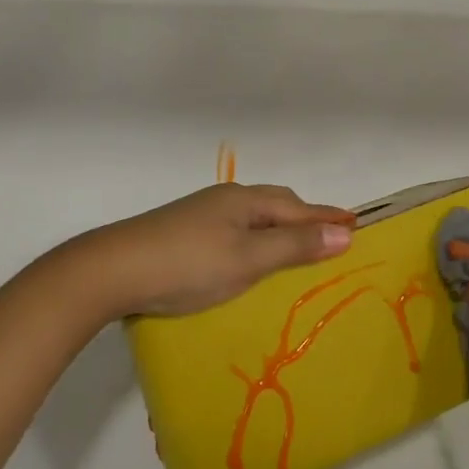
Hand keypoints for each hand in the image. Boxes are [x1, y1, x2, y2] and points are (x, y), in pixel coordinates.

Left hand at [68, 183, 355, 317]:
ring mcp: (200, 213)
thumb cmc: (189, 265)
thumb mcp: (248, 259)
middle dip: (303, 217)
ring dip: (277, 226)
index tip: (355, 223)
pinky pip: (234, 227)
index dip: (326, 217)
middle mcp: (225, 199)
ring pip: (251, 214)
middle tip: (326, 235)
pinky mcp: (183, 231)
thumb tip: (344, 232)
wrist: (113, 270)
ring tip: (292, 245)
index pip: (297, 207)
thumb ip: (295, 246)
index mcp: (245, 201)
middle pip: (275, 203)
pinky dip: (254, 236)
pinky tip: (246, 254)